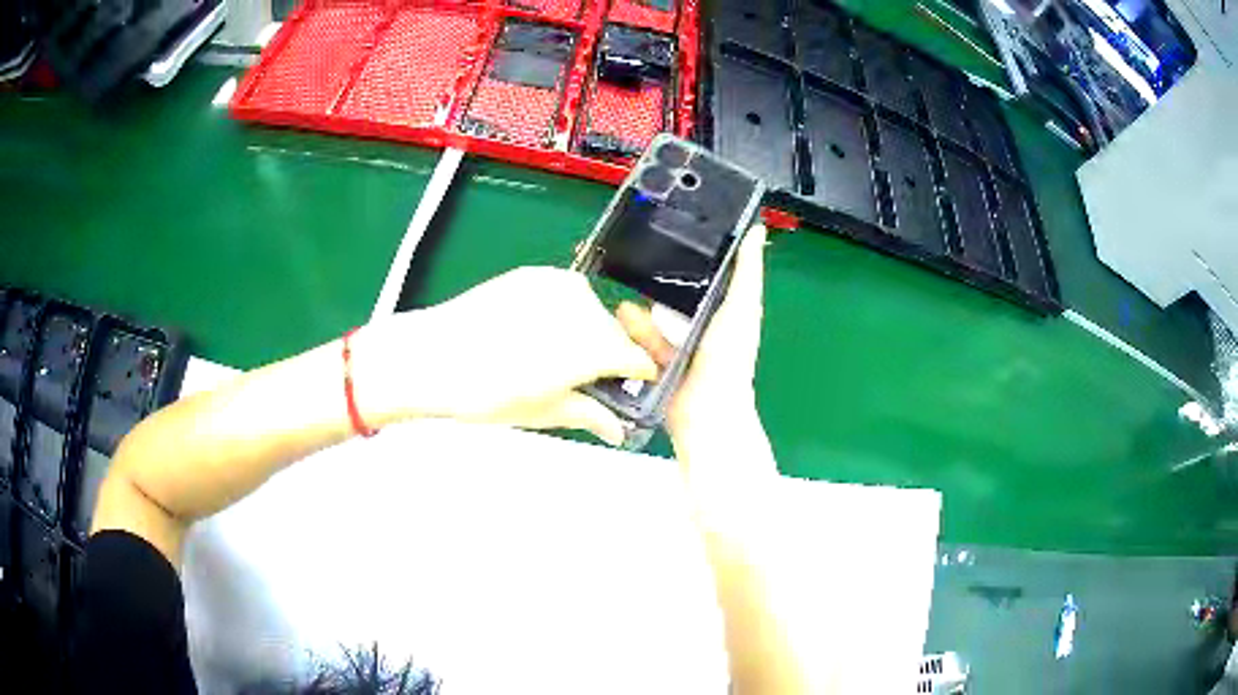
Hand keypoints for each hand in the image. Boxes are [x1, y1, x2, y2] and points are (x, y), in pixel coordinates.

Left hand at [354, 266, 658, 445]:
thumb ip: (590, 415)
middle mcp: (583, 307)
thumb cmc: (486, 392)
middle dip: (609, 355)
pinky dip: (563, 312)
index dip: (638, 376)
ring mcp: (558, 285)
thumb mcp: (544, 411)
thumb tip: (616, 429)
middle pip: (615, 332)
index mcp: (592, 346)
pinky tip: (537, 331)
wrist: (433, 357)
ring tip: (553, 355)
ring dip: (587, 332)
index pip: (638, 358)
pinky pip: (566, 294)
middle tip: (584, 379)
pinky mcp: (535, 274)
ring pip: (592, 310)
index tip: (630, 387)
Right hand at [616, 224, 766, 448]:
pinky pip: (641, 340)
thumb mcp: (741, 307)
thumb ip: (746, 271)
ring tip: (620, 279)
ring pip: (656, 315)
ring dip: (641, 302)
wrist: (704, 411)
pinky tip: (617, 315)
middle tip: (637, 250)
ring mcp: (680, 344)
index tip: (676, 225)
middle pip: (680, 292)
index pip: (713, 273)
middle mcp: (704, 324)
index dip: (698, 251)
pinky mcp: (658, 361)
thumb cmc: (729, 357)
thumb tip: (757, 228)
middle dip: (660, 275)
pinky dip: (631, 330)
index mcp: (728, 310)